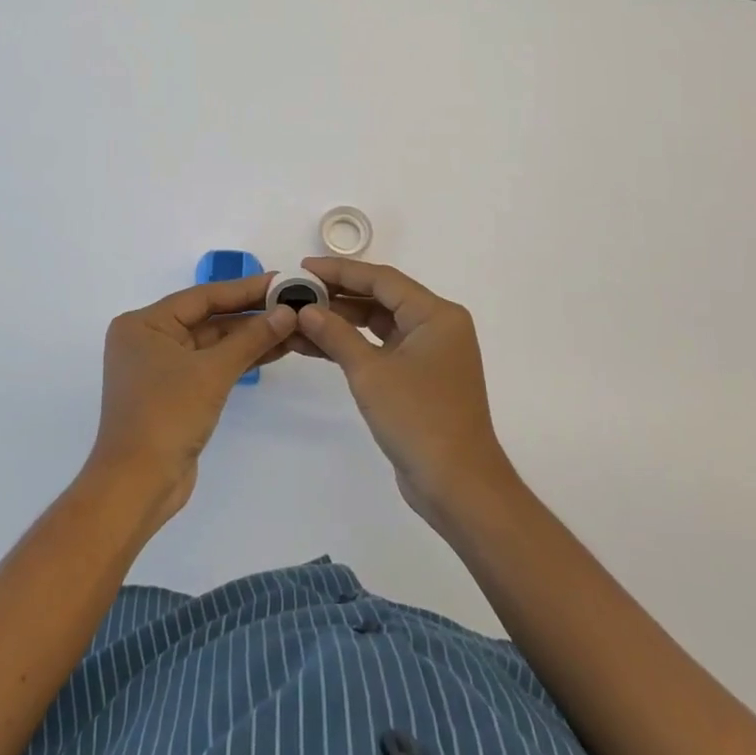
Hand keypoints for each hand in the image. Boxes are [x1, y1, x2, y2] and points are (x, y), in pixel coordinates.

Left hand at [89, 274, 297, 533]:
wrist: (137, 486)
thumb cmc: (166, 416)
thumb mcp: (212, 372)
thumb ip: (251, 338)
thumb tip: (288, 311)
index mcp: (144, 323)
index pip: (203, 296)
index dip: (245, 288)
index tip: (281, 280)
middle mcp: (149, 338)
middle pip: (208, 318)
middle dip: (251, 314)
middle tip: (293, 302)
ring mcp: (161, 367)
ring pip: (213, 342)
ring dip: (250, 337)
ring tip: (293, 325)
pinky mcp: (175, 392)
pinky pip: (211, 364)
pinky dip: (239, 358)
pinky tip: (274, 350)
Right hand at [294, 258, 513, 522]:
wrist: (458, 486)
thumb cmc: (419, 419)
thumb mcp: (371, 373)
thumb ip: (336, 335)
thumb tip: (306, 310)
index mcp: (436, 314)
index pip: (382, 279)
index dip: (340, 271)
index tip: (304, 268)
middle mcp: (437, 326)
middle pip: (381, 298)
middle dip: (338, 296)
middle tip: (297, 293)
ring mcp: (429, 353)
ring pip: (379, 324)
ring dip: (341, 323)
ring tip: (299, 319)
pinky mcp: (420, 378)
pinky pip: (382, 348)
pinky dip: (353, 346)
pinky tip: (317, 346)